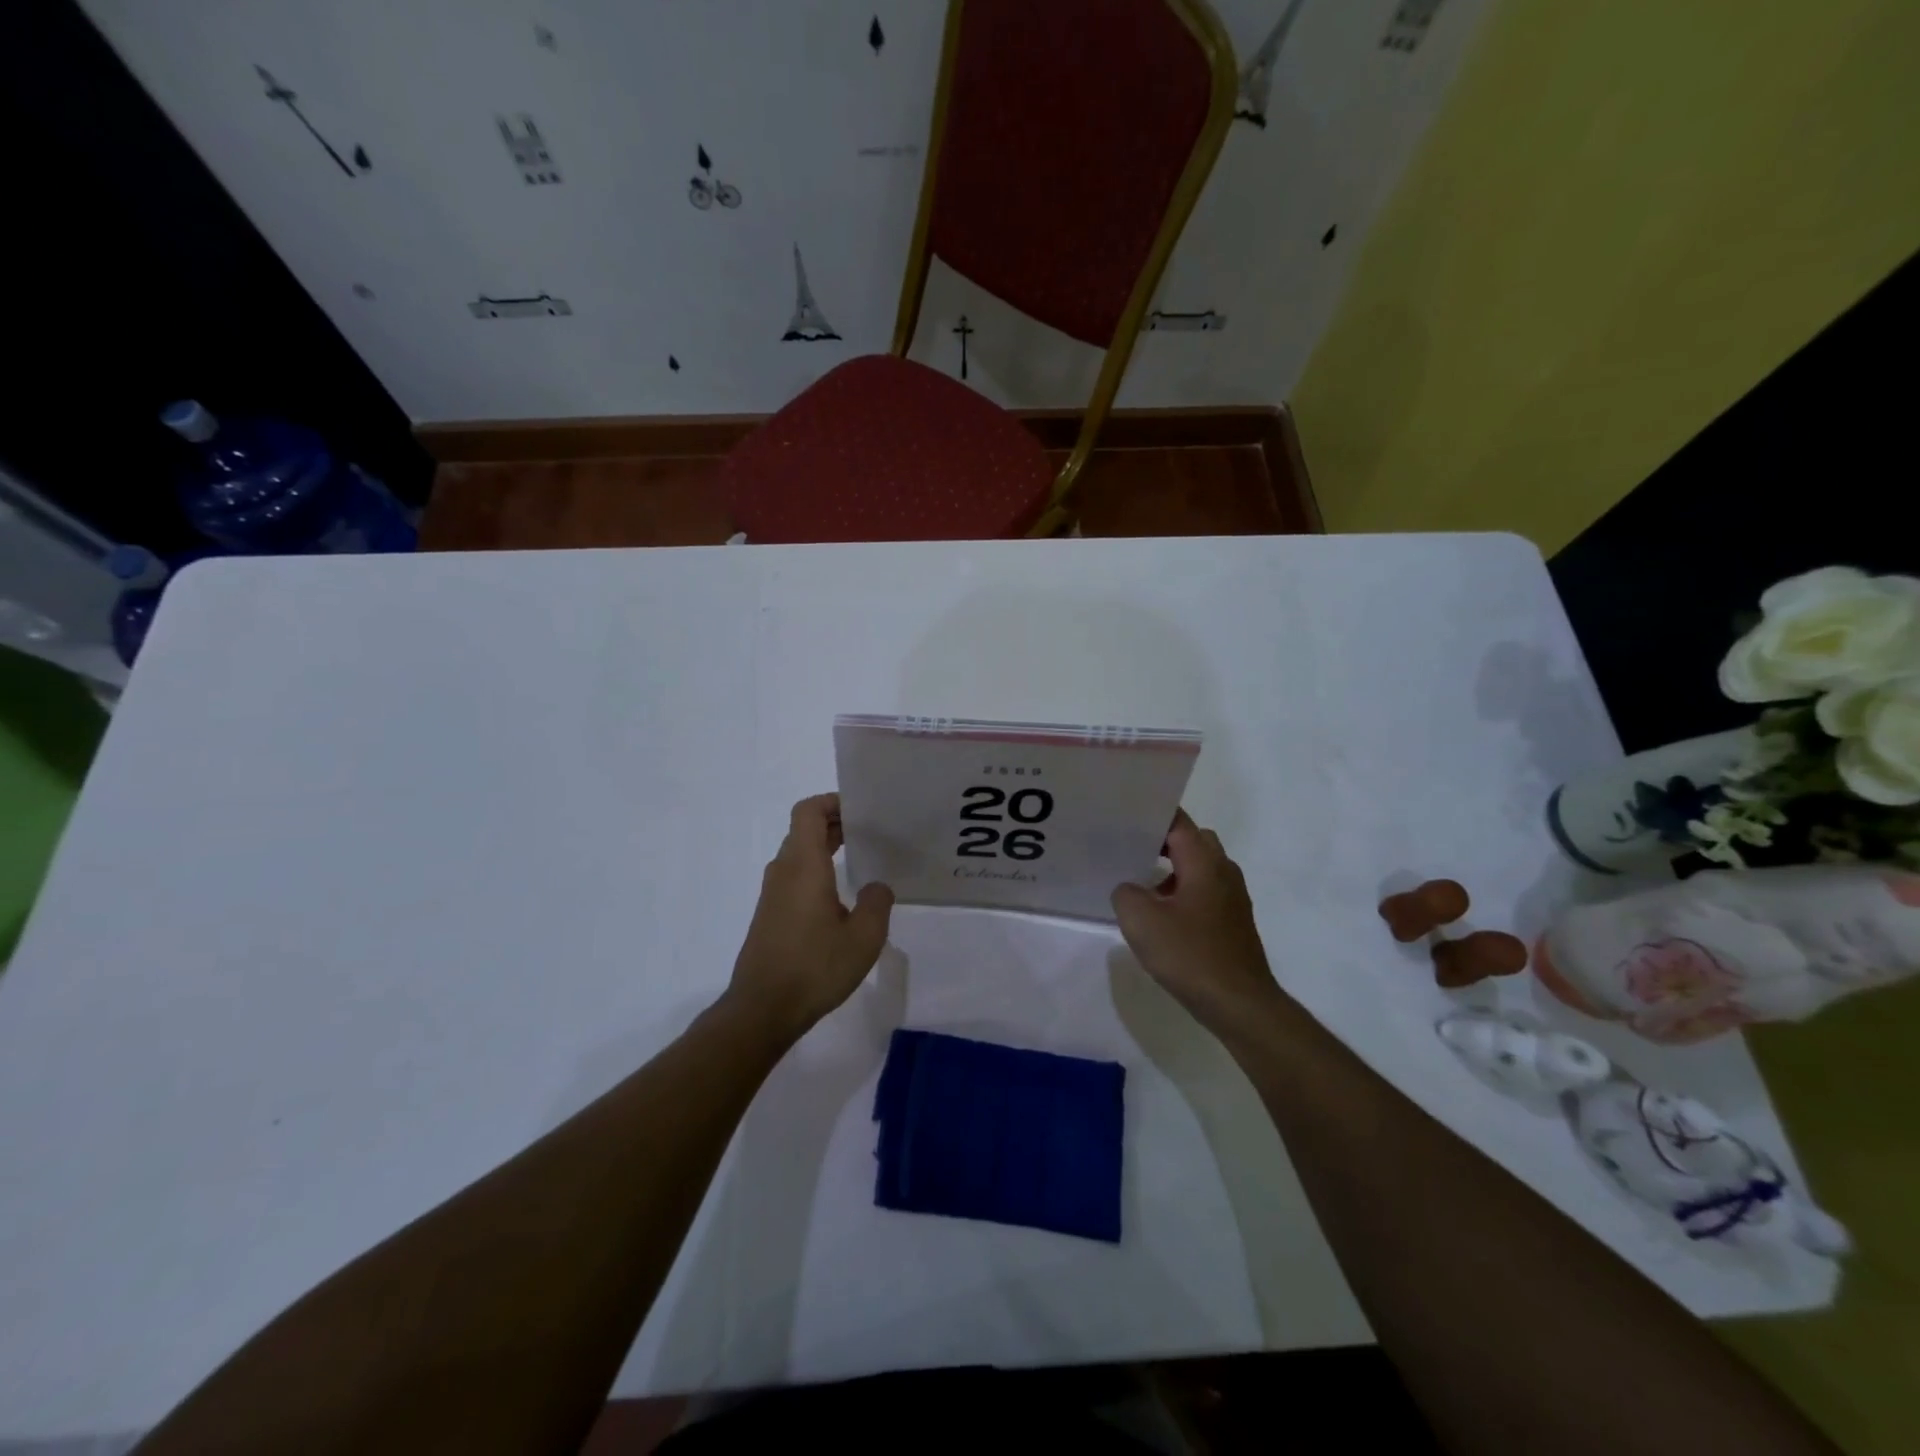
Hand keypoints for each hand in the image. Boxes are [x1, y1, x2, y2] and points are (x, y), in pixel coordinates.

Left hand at [726, 794, 894, 1042]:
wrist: (763, 1009)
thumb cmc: (815, 967)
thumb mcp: (864, 937)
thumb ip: (876, 903)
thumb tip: (876, 887)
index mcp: (804, 865)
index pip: (809, 811)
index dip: (832, 802)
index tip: (861, 810)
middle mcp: (784, 871)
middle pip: (804, 830)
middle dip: (836, 824)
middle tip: (871, 833)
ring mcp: (772, 894)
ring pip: (799, 854)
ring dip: (826, 849)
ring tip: (861, 860)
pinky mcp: (770, 915)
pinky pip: (795, 877)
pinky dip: (817, 871)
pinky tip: (841, 897)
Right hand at [1111, 809, 1280, 1032]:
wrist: (1239, 1003)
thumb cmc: (1190, 954)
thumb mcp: (1140, 920)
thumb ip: (1125, 893)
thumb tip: (1130, 889)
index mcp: (1204, 862)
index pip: (1179, 822)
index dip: (1152, 816)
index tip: (1125, 818)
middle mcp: (1224, 871)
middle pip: (1193, 840)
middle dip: (1164, 841)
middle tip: (1131, 850)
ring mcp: (1233, 897)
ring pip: (1201, 868)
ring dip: (1173, 870)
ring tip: (1141, 886)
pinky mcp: (1234, 921)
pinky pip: (1206, 891)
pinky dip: (1184, 893)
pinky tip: (1163, 918)